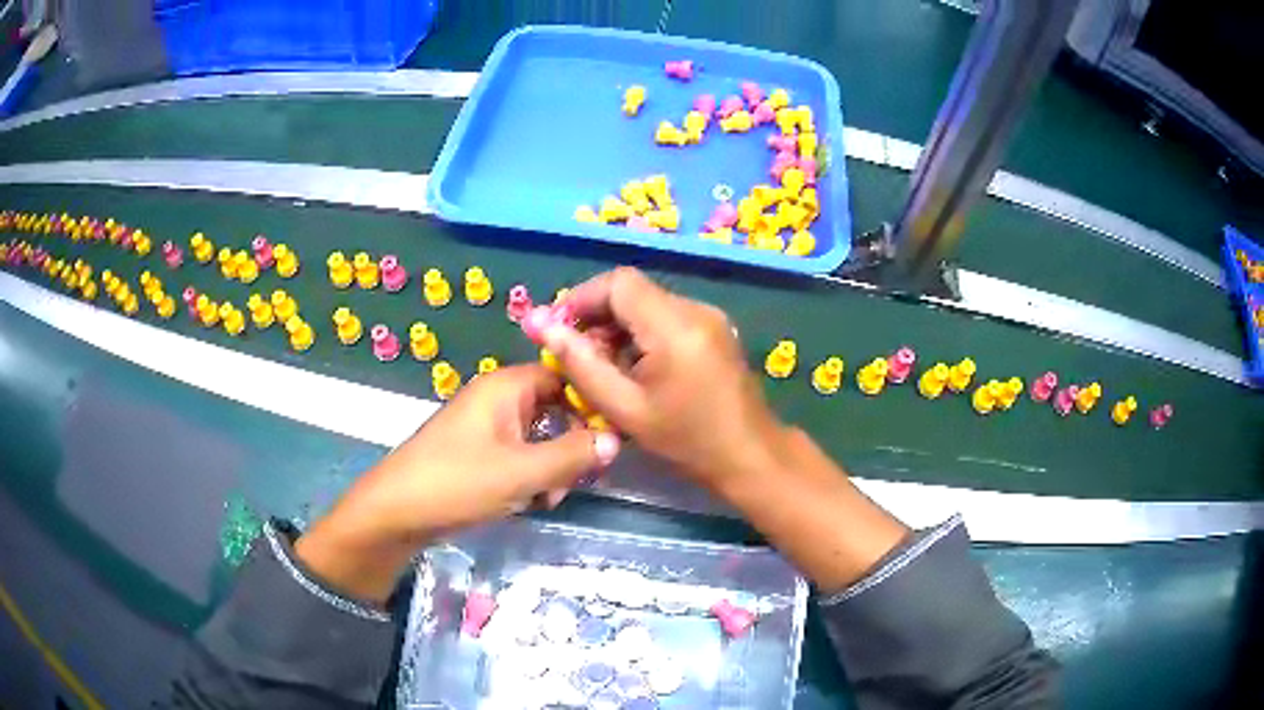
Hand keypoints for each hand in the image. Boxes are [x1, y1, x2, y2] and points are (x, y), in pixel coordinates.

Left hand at [296, 364, 620, 601]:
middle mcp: (496, 399)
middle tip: (574, 480)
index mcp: (505, 387)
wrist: (395, 512)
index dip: (590, 402)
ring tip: (546, 498)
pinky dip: (529, 477)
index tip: (612, 435)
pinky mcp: (477, 453)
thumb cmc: (457, 483)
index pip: (563, 376)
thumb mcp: (522, 472)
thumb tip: (616, 439)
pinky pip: (518, 456)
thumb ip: (572, 455)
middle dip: (569, 445)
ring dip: (551, 467)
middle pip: (554, 409)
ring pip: (537, 438)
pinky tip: (527, 503)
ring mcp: (485, 427)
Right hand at [542, 267, 790, 498]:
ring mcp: (709, 317)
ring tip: (602, 370)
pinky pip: (665, 318)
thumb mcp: (625, 409)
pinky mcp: (713, 329)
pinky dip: (640, 336)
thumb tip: (541, 325)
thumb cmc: (687, 442)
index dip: (581, 298)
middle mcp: (695, 309)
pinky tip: (632, 371)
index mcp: (675, 326)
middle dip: (596, 317)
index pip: (619, 282)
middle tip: (576, 357)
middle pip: (632, 292)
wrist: (750, 456)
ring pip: (647, 304)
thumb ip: (581, 365)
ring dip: (617, 329)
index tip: (557, 330)